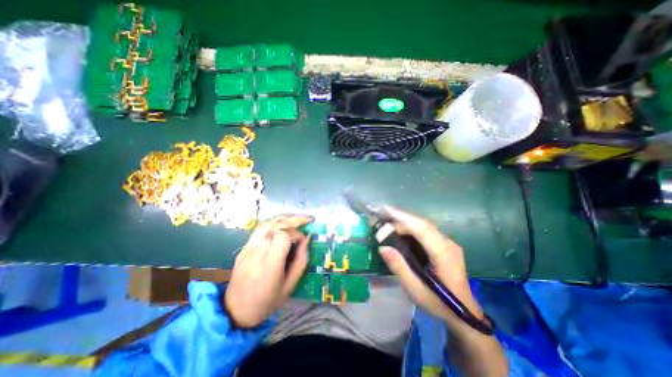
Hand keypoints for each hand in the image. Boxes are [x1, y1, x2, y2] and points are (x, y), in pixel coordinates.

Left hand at [223, 215, 311, 326]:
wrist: (235, 310)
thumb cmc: (267, 301)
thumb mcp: (290, 285)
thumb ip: (301, 260)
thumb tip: (306, 240)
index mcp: (269, 264)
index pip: (283, 235)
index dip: (296, 234)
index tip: (303, 240)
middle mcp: (257, 251)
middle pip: (276, 225)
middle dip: (294, 219)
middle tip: (308, 219)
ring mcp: (248, 247)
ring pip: (268, 223)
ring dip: (284, 218)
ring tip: (296, 219)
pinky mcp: (244, 247)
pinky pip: (260, 228)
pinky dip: (274, 222)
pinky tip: (282, 225)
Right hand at [378, 206, 483, 326]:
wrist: (464, 314)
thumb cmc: (439, 304)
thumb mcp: (416, 290)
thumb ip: (400, 268)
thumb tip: (383, 248)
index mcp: (444, 255)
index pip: (422, 229)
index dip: (403, 218)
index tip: (385, 210)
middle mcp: (448, 244)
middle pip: (423, 224)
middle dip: (402, 217)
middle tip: (382, 215)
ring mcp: (449, 244)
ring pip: (425, 226)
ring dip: (406, 221)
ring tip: (388, 221)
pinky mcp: (446, 245)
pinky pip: (426, 231)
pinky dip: (412, 227)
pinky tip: (402, 230)